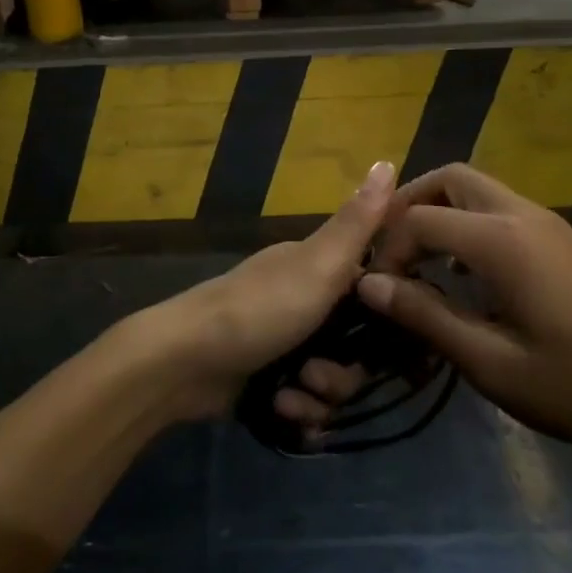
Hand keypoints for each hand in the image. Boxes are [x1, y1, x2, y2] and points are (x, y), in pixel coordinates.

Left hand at [136, 160, 396, 419]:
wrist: (182, 362)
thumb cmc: (258, 309)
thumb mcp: (318, 264)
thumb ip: (358, 221)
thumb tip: (388, 159)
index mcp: (316, 268)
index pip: (373, 292)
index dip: (385, 320)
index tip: (386, 342)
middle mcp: (302, 302)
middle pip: (355, 347)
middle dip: (343, 373)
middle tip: (317, 376)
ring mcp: (283, 342)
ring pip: (332, 380)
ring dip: (318, 397)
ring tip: (292, 397)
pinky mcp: (267, 379)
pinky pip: (306, 404)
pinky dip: (298, 413)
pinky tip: (282, 412)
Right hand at [349, 164, 571, 456]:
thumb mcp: (491, 362)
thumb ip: (425, 316)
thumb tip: (368, 285)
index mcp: (501, 240)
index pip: (419, 218)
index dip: (389, 250)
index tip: (380, 293)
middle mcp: (522, 215)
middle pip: (451, 178)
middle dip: (410, 205)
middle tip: (391, 253)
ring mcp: (546, 222)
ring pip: (477, 189)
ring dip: (440, 212)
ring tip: (420, 264)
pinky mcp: (560, 239)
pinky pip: (499, 209)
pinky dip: (468, 224)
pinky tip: (464, 273)